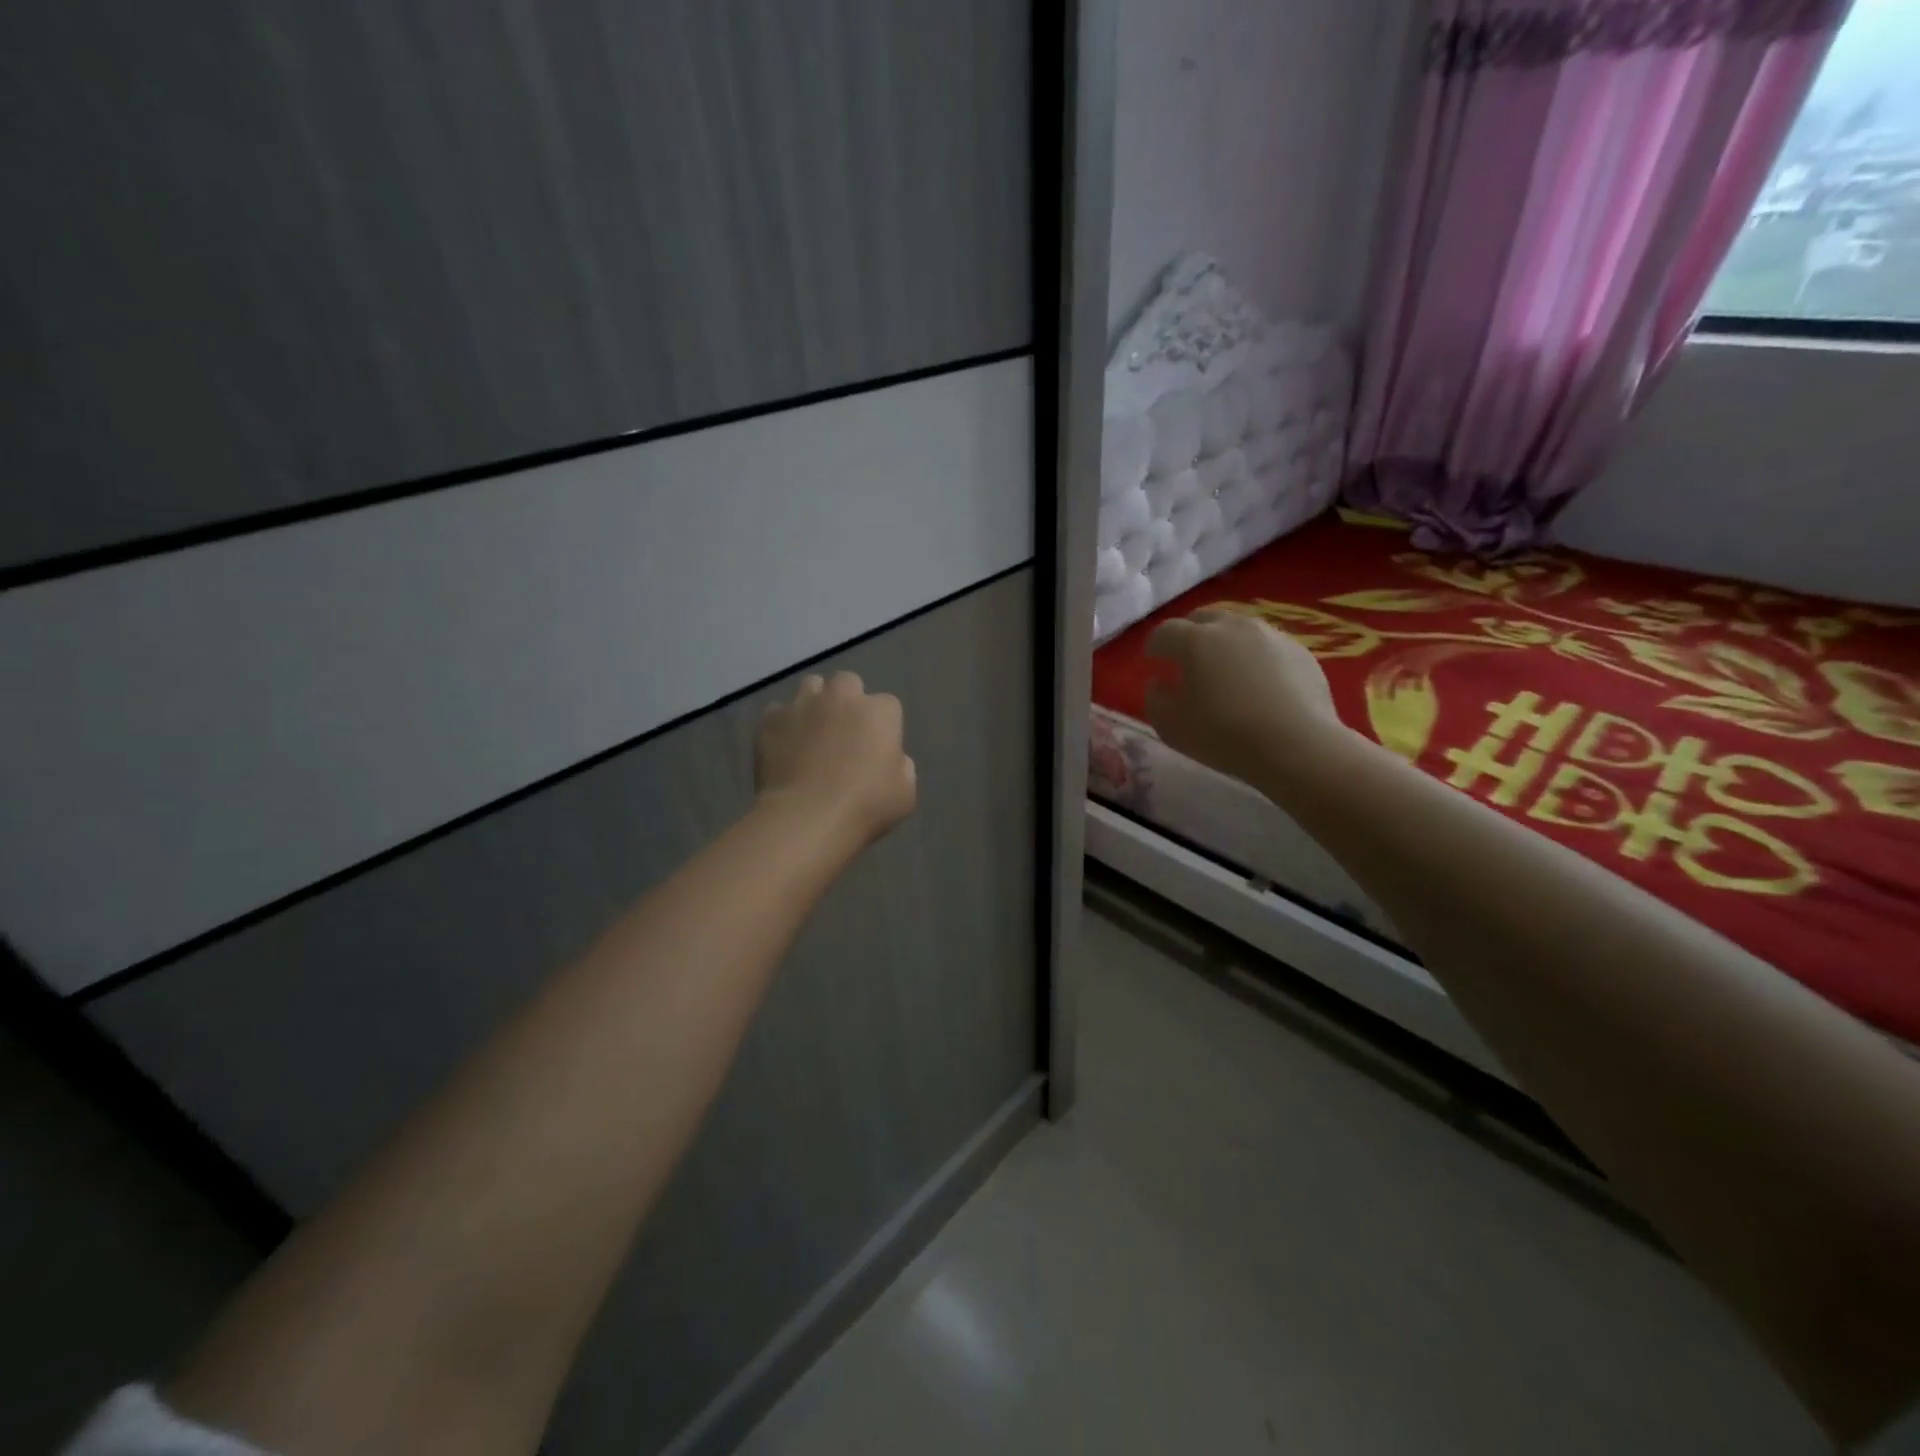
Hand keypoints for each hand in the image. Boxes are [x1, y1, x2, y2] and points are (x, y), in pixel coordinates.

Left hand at [756, 672, 917, 847]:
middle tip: (844, 731)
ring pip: (811, 687)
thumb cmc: (865, 806)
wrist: (806, 817)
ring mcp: (803, 704)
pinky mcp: (771, 719)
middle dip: (848, 700)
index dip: (882, 725)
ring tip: (811, 731)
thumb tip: (891, 758)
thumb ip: (901, 766)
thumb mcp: (905, 793)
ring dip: (815, 703)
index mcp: (880, 712)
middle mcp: (842, 697)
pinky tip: (784, 747)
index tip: (877, 747)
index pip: (887, 705)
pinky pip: (778, 712)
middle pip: (848, 683)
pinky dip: (783, 724)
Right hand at [1143, 608, 1345, 783]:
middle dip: (1190, 634)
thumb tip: (1158, 683)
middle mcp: (1232, 626)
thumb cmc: (1224, 735)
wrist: (1297, 745)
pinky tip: (1259, 683)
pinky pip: (1268, 645)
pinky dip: (1256, 656)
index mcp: (1195, 640)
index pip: (1165, 631)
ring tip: (1225, 668)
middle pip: (1204, 618)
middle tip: (1187, 658)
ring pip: (1239, 627)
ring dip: (1225, 642)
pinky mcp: (1300, 650)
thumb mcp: (1171, 726)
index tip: (1152, 661)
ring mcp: (1270, 635)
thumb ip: (1155, 699)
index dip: (1154, 646)